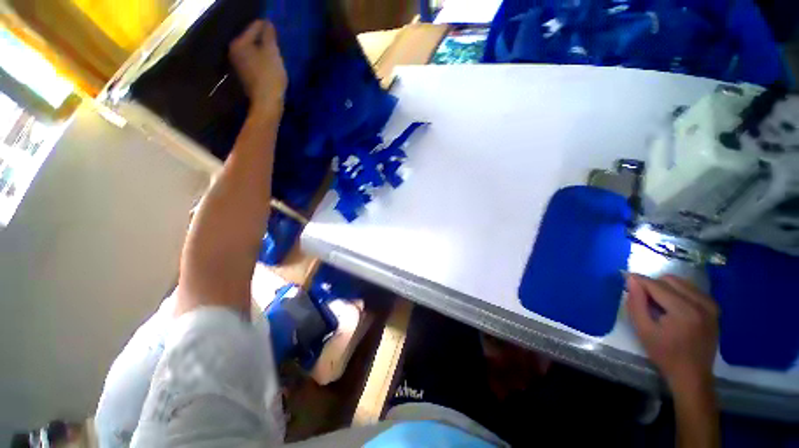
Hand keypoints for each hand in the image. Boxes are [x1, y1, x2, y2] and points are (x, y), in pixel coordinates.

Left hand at [229, 20, 286, 113]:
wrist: (267, 103)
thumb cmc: (270, 76)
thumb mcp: (272, 52)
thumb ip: (269, 35)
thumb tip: (267, 23)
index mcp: (239, 43)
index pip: (254, 27)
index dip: (268, 29)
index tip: (278, 36)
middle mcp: (234, 51)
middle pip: (252, 39)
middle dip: (265, 42)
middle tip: (277, 48)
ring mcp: (238, 65)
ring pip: (253, 52)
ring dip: (264, 53)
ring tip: (275, 59)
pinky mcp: (245, 76)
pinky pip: (254, 62)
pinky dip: (262, 63)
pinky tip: (270, 69)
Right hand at [626, 273, 718, 393]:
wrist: (692, 375)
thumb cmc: (665, 354)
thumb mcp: (643, 330)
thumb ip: (636, 303)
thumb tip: (631, 280)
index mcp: (684, 311)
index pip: (657, 285)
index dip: (639, 280)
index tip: (624, 277)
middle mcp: (701, 303)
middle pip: (670, 280)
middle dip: (653, 285)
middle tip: (643, 298)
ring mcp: (710, 305)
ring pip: (681, 282)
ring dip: (665, 288)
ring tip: (658, 304)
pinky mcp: (714, 308)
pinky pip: (692, 289)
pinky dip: (678, 292)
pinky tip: (672, 306)